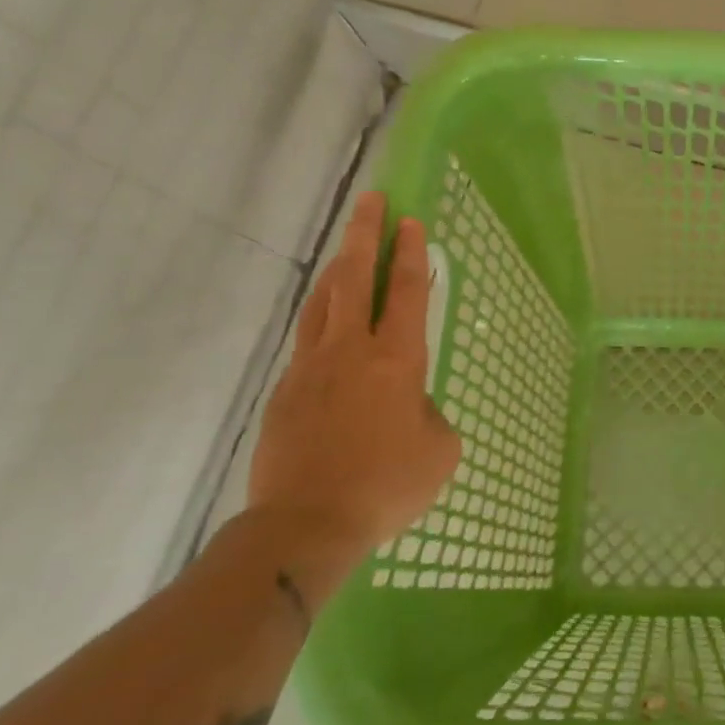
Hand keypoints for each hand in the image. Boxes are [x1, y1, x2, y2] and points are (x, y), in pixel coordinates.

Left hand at [246, 192, 460, 575]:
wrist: (306, 524)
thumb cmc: (386, 485)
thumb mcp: (439, 451)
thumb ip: (430, 414)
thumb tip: (410, 405)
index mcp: (397, 360)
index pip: (407, 293)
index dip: (411, 254)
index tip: (410, 221)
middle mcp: (351, 351)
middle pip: (356, 278)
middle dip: (366, 234)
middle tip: (371, 200)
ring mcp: (311, 367)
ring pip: (323, 301)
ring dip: (337, 268)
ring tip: (345, 248)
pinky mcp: (285, 391)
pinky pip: (307, 340)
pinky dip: (321, 318)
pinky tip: (327, 325)